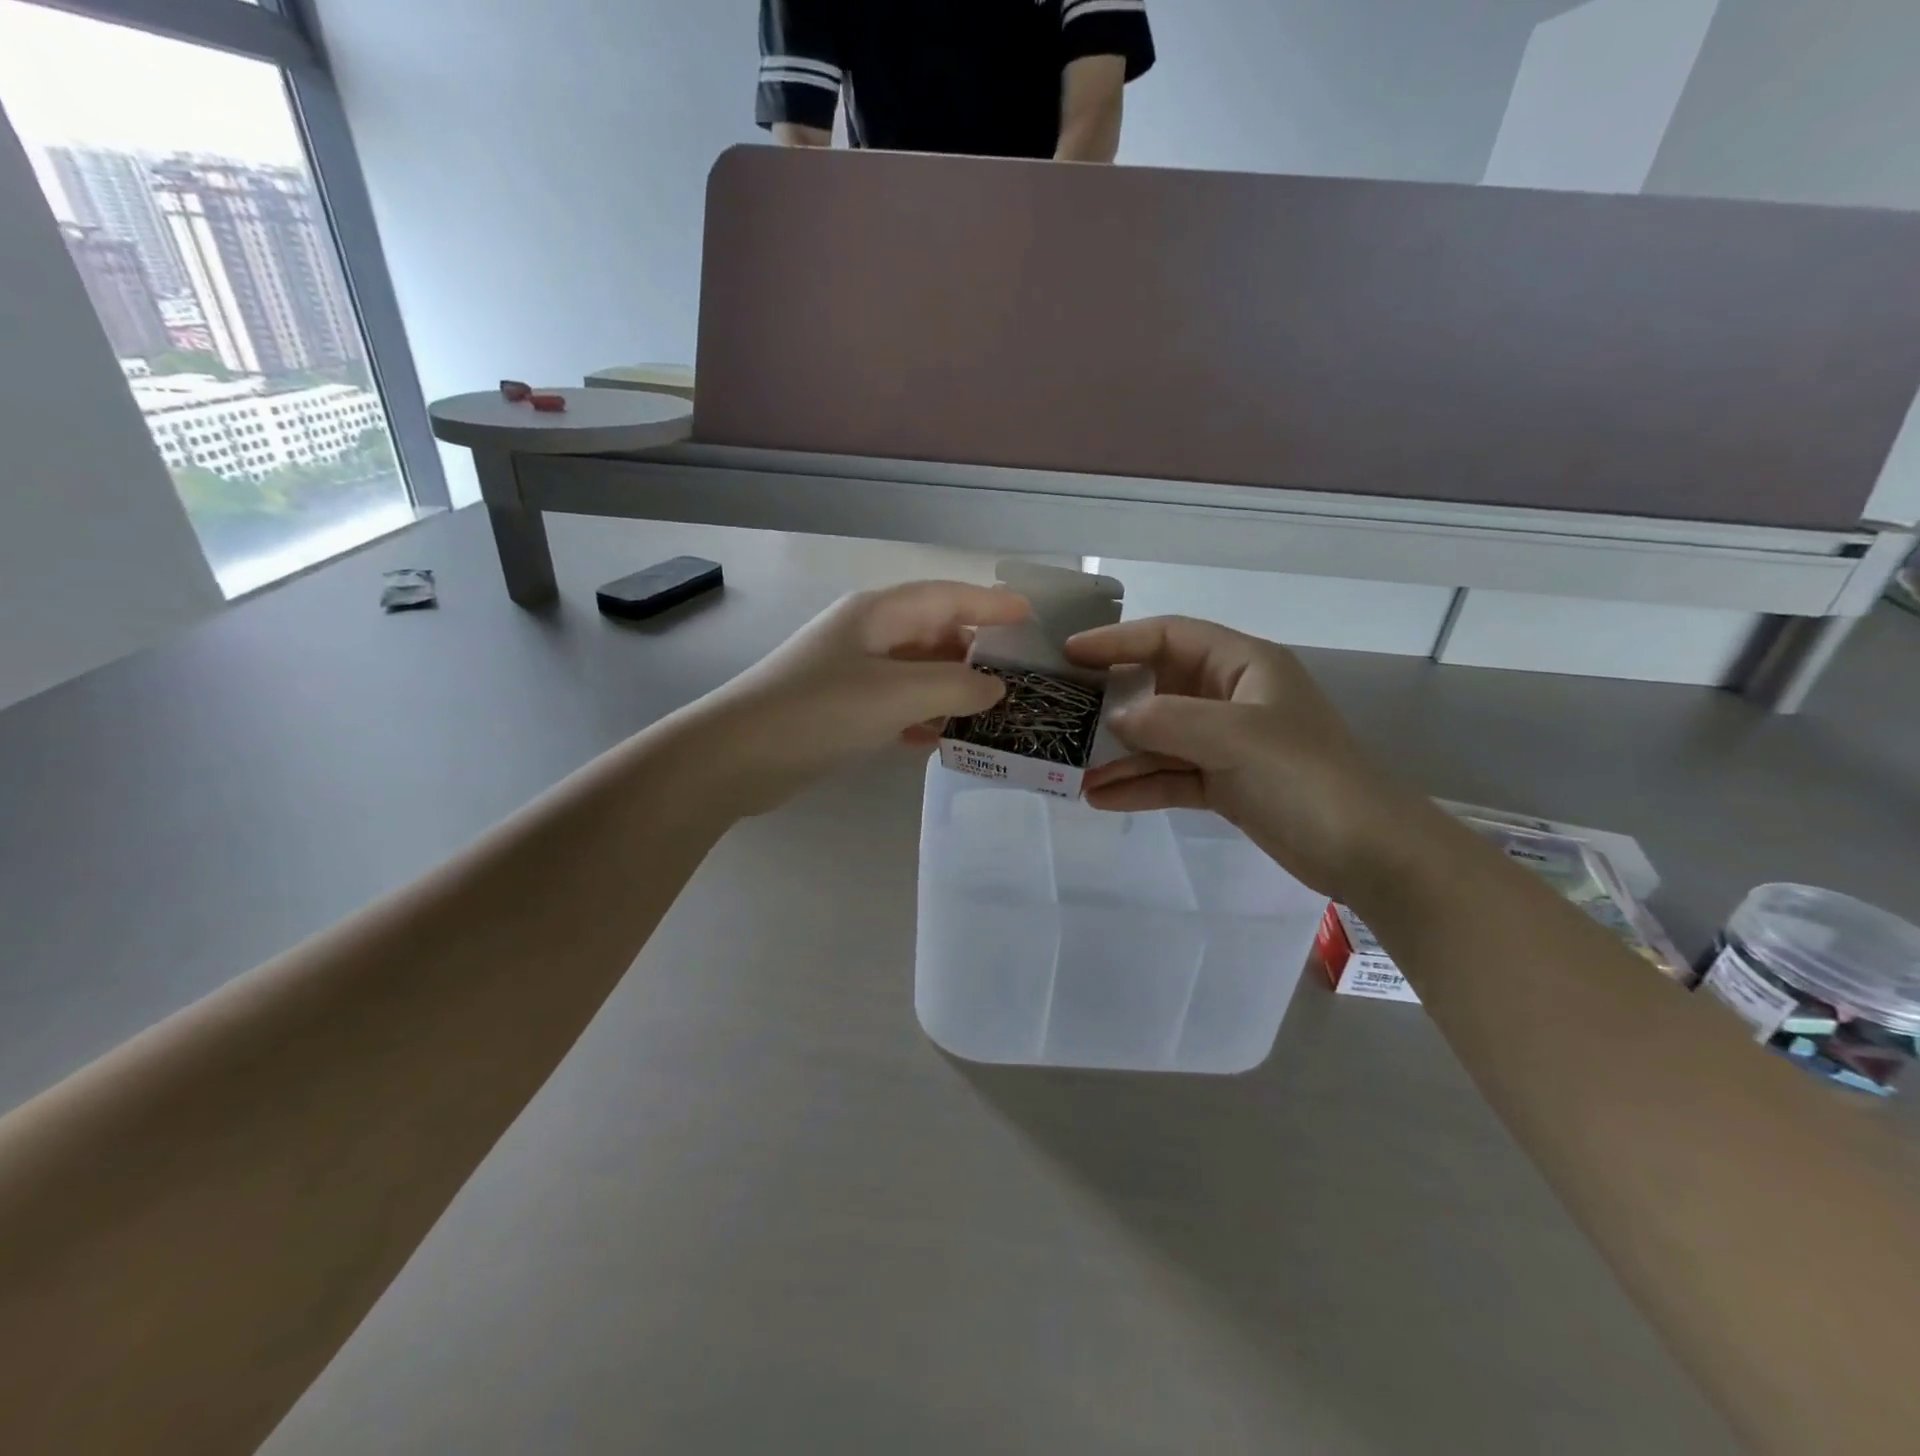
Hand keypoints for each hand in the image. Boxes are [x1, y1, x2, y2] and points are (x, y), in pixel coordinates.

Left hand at [697, 581, 1027, 812]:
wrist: (736, 757)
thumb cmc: (819, 712)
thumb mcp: (897, 695)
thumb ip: (955, 687)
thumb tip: (995, 688)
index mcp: (879, 614)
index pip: (947, 597)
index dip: (990, 604)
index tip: (1029, 616)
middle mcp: (866, 634)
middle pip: (932, 633)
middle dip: (973, 653)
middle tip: (1015, 677)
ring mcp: (850, 671)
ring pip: (914, 671)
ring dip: (948, 689)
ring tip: (987, 714)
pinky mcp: (839, 707)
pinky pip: (893, 702)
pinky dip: (918, 715)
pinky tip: (934, 739)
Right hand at [1067, 616, 1428, 900]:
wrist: (1370, 853)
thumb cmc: (1307, 777)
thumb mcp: (1236, 737)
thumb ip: (1168, 721)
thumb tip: (1113, 720)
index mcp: (1243, 666)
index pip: (1170, 637)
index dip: (1118, 641)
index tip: (1070, 655)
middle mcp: (1231, 698)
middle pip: (1158, 688)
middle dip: (1110, 704)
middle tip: (1061, 715)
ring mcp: (1228, 744)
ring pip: (1160, 739)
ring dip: (1119, 755)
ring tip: (1071, 770)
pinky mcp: (1226, 785)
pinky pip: (1172, 777)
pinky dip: (1140, 786)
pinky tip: (1101, 798)